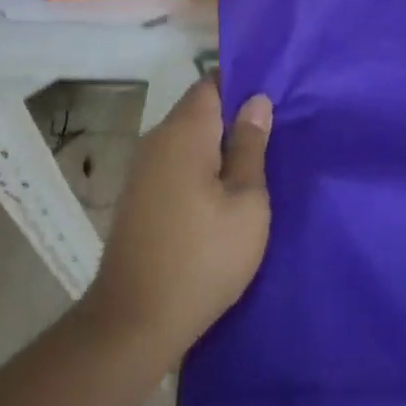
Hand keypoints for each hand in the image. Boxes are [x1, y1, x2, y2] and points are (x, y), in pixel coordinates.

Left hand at [81, 79, 272, 365]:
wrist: (133, 323)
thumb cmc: (202, 258)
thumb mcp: (246, 202)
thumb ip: (251, 146)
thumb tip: (256, 101)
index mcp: (184, 132)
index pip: (212, 82)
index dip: (242, 84)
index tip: (272, 97)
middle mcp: (157, 140)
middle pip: (198, 109)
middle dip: (233, 116)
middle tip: (272, 135)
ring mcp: (142, 169)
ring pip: (187, 138)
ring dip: (216, 145)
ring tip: (253, 165)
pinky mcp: (138, 196)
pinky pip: (175, 163)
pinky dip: (199, 167)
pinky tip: (221, 193)